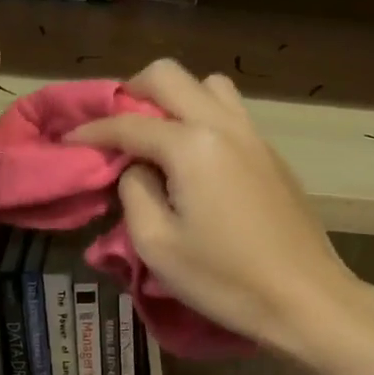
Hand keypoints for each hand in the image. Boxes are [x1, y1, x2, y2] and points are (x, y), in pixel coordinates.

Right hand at [67, 59, 365, 359]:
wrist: (306, 298)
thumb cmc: (225, 278)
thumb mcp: (158, 245)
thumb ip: (134, 193)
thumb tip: (136, 168)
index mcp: (192, 145)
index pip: (129, 123)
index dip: (92, 131)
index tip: (67, 141)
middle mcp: (224, 126)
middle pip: (170, 76)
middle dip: (133, 91)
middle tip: (114, 124)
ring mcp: (254, 136)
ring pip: (209, 86)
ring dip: (176, 98)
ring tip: (158, 135)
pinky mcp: (272, 155)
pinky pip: (230, 113)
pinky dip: (203, 117)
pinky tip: (195, 158)